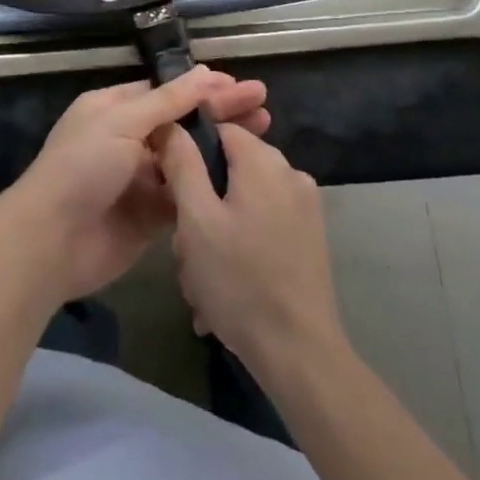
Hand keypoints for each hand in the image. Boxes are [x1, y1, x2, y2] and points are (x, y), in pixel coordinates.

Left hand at [0, 67, 268, 306]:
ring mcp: (141, 178)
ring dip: (221, 147)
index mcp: (115, 108)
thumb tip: (203, 73)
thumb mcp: (122, 122)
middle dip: (220, 112)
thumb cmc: (83, 167)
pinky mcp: (151, 215)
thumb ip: (166, 102)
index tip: (240, 85)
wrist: (52, 241)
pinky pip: (186, 195)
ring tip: (264, 135)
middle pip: (183, 122)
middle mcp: (129, 138)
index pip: (167, 91)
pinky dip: (210, 185)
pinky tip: (243, 178)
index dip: (203, 88)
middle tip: (264, 105)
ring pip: (189, 157)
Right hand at [161, 121, 345, 378]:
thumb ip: (181, 163)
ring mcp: (304, 208)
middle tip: (184, 247)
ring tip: (201, 281)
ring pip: (242, 202)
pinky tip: (224, 289)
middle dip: (201, 205)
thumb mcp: (196, 219)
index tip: (169, 189)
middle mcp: (290, 173)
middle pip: (229, 169)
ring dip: (216, 233)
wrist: (300, 355)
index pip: (217, 129)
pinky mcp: (309, 239)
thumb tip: (170, 123)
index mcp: (264, 160)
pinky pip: (261, 226)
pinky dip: (240, 247)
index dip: (187, 153)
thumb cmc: (240, 280)